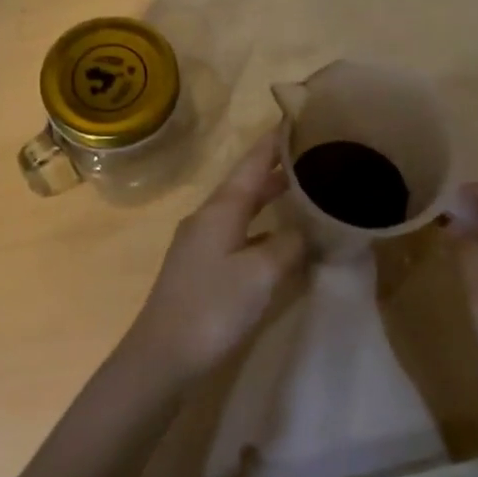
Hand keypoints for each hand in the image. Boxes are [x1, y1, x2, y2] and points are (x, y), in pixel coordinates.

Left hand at [122, 130, 307, 383]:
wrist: (161, 358)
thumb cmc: (212, 307)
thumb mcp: (261, 273)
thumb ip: (289, 245)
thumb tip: (310, 230)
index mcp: (221, 209)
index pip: (253, 162)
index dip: (276, 140)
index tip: (300, 118)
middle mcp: (210, 218)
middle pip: (248, 184)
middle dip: (279, 168)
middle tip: (315, 155)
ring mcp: (203, 244)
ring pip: (244, 210)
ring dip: (272, 198)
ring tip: (306, 190)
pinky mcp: (203, 269)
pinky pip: (241, 234)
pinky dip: (264, 229)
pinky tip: (283, 240)